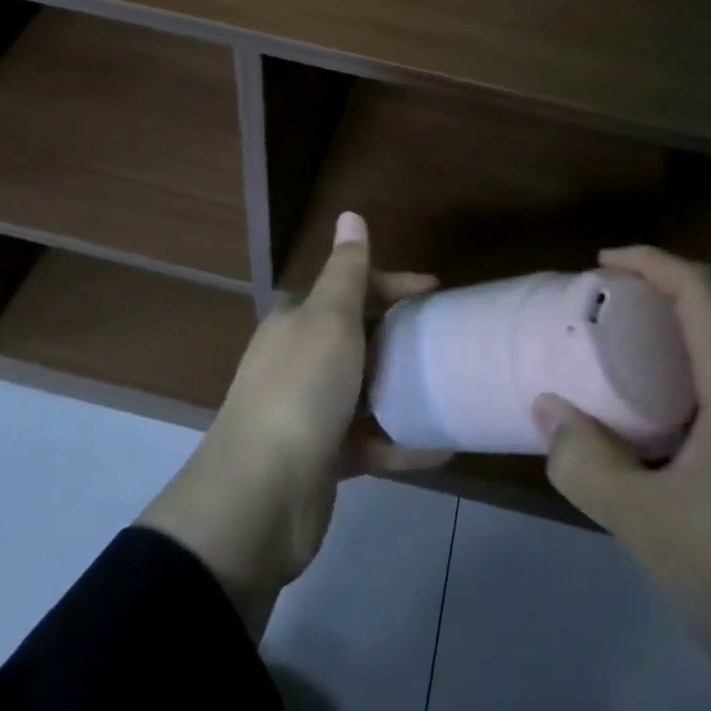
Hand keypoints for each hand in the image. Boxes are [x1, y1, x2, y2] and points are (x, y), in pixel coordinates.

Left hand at [138, 212, 444, 633]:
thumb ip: (347, 270)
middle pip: (360, 336)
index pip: (350, 287)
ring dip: (404, 388)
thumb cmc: (301, 389)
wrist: (259, 497)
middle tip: (448, 338)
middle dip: (402, 335)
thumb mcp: (329, 318)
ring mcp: (312, 410)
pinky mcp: (325, 458)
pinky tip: (443, 446)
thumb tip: (349, 213)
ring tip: (450, 385)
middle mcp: (301, 359)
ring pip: (366, 388)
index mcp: (298, 321)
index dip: (393, 284)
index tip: (435, 292)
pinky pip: (372, 441)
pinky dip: (403, 442)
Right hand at [532, 246, 710, 694]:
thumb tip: (547, 412)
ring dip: (672, 339)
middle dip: (653, 297)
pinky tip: (663, 423)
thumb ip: (590, 466)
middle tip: (598, 315)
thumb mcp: (652, 529)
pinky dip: (691, 376)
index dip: (649, 260)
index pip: (699, 287)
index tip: (600, 265)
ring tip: (619, 362)